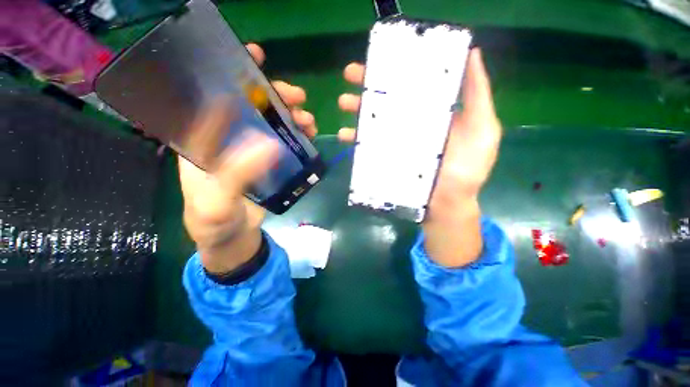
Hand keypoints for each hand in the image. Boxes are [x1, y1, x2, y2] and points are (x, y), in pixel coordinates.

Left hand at [179, 43, 317, 273]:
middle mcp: (226, 141)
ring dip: (290, 117)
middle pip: (249, 109)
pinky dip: (296, 136)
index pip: (212, 100)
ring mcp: (249, 152)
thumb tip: (269, 144)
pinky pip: (283, 143)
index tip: (254, 58)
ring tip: (309, 120)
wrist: (232, 240)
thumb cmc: (214, 223)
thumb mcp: (218, 201)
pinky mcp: (266, 165)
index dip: (230, 76)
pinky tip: (308, 135)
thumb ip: (237, 173)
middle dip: (273, 97)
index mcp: (203, 143)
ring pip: (270, 125)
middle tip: (297, 97)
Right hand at [338, 48, 501, 266]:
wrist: (447, 203)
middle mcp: (411, 123)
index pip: (412, 84)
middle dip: (369, 85)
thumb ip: (477, 95)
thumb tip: (472, 52)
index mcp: (432, 112)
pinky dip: (355, 140)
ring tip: (343, 102)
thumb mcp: (482, 129)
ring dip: (356, 110)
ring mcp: (396, 142)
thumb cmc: (467, 169)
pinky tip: (345, 135)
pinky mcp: (386, 159)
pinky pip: (368, 146)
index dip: (397, 68)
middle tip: (350, 74)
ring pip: (373, 121)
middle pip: (388, 99)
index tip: (381, 55)